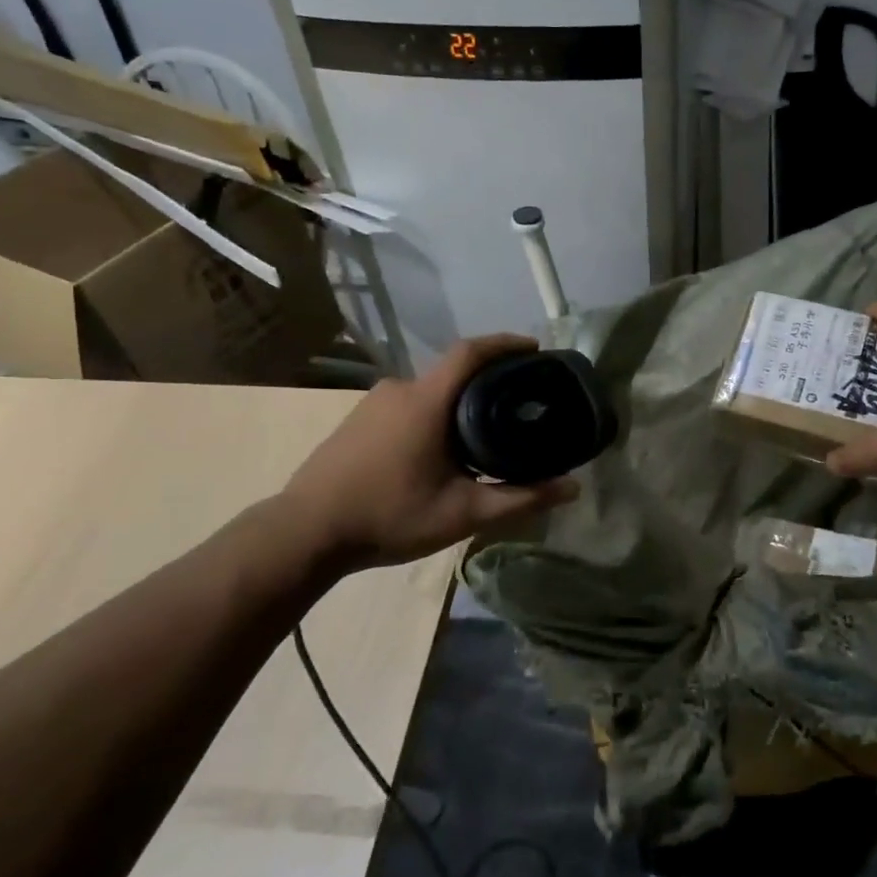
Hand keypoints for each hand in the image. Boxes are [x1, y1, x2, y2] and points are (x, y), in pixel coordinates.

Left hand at [276, 334, 579, 574]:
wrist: (304, 533)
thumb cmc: (389, 516)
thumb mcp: (463, 513)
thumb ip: (520, 498)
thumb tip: (572, 487)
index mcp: (426, 401)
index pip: (471, 351)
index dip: (505, 343)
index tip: (534, 349)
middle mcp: (399, 389)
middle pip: (452, 372)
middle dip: (487, 382)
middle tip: (517, 405)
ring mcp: (372, 403)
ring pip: (429, 392)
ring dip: (457, 404)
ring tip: (482, 433)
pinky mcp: (357, 420)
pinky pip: (407, 405)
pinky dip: (432, 415)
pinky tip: (439, 450)